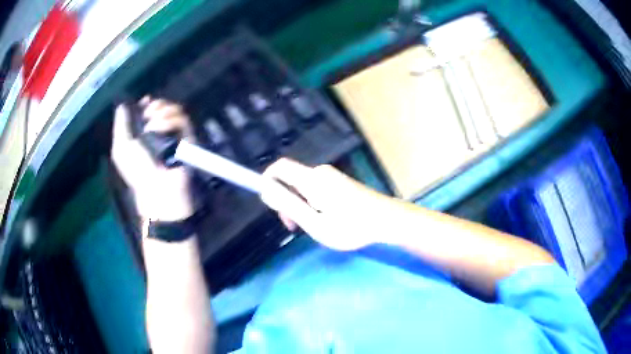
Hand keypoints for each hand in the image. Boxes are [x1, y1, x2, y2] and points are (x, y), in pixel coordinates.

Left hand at [111, 98, 193, 221]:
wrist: (156, 185)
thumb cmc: (137, 170)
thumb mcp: (121, 148)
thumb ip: (120, 124)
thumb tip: (122, 104)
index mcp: (144, 132)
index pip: (149, 109)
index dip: (147, 103)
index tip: (145, 102)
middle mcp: (160, 130)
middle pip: (163, 105)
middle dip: (156, 105)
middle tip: (148, 114)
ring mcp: (175, 133)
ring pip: (174, 109)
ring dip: (162, 112)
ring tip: (153, 126)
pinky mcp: (187, 137)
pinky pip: (182, 119)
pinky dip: (170, 120)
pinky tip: (162, 130)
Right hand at [260, 158, 390, 250]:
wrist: (388, 221)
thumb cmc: (352, 227)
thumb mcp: (315, 223)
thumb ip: (289, 206)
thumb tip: (266, 191)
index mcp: (312, 180)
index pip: (279, 168)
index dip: (267, 180)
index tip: (268, 203)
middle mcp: (320, 172)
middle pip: (290, 179)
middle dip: (286, 201)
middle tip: (295, 227)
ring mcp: (332, 176)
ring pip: (303, 187)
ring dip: (300, 206)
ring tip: (314, 227)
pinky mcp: (340, 182)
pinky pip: (316, 188)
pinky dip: (312, 204)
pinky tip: (326, 220)